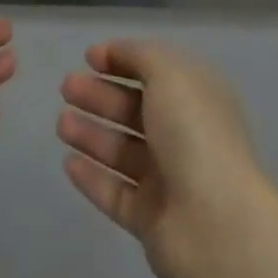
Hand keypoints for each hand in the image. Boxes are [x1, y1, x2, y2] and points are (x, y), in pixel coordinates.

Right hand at [57, 39, 277, 277]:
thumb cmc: (195, 135)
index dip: (123, 60)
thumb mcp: (170, 74)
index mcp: (197, 98)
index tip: (89, 57)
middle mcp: (185, 136)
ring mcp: (169, 180)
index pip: (156, 72)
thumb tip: (114, 52)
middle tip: (66, 88)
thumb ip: (140, 55)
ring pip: (122, 151)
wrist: (216, 225)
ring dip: (91, 134)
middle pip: (135, 110)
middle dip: (100, 96)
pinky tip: (68, 163)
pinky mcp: (151, 220)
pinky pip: (115, 193)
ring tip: (61, 123)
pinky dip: (92, 177)